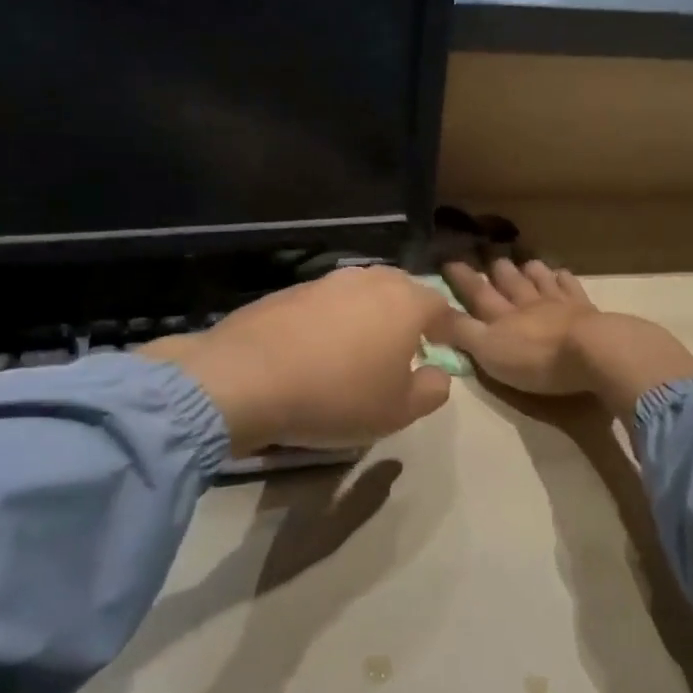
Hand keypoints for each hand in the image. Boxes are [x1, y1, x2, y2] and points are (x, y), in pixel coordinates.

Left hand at [140, 266, 458, 452]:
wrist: (246, 379)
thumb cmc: (337, 396)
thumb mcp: (397, 411)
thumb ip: (431, 391)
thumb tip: (439, 374)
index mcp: (405, 302)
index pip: (440, 306)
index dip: (447, 328)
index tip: (445, 348)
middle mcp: (369, 281)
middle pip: (401, 291)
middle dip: (409, 315)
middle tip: (407, 346)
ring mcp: (327, 281)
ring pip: (363, 293)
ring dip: (371, 315)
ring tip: (363, 347)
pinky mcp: (290, 290)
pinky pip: (327, 302)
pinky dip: (334, 319)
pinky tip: (321, 348)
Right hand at [441, 259, 692, 416]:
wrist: (592, 352)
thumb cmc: (536, 359)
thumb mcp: (488, 352)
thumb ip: (461, 333)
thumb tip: (431, 315)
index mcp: (501, 317)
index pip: (476, 293)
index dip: (461, 278)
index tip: (449, 260)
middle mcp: (526, 304)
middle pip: (509, 282)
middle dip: (497, 269)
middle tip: (489, 254)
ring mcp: (558, 304)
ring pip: (539, 280)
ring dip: (529, 269)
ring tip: (524, 260)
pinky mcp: (585, 310)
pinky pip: (571, 287)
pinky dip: (563, 278)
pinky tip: (562, 273)